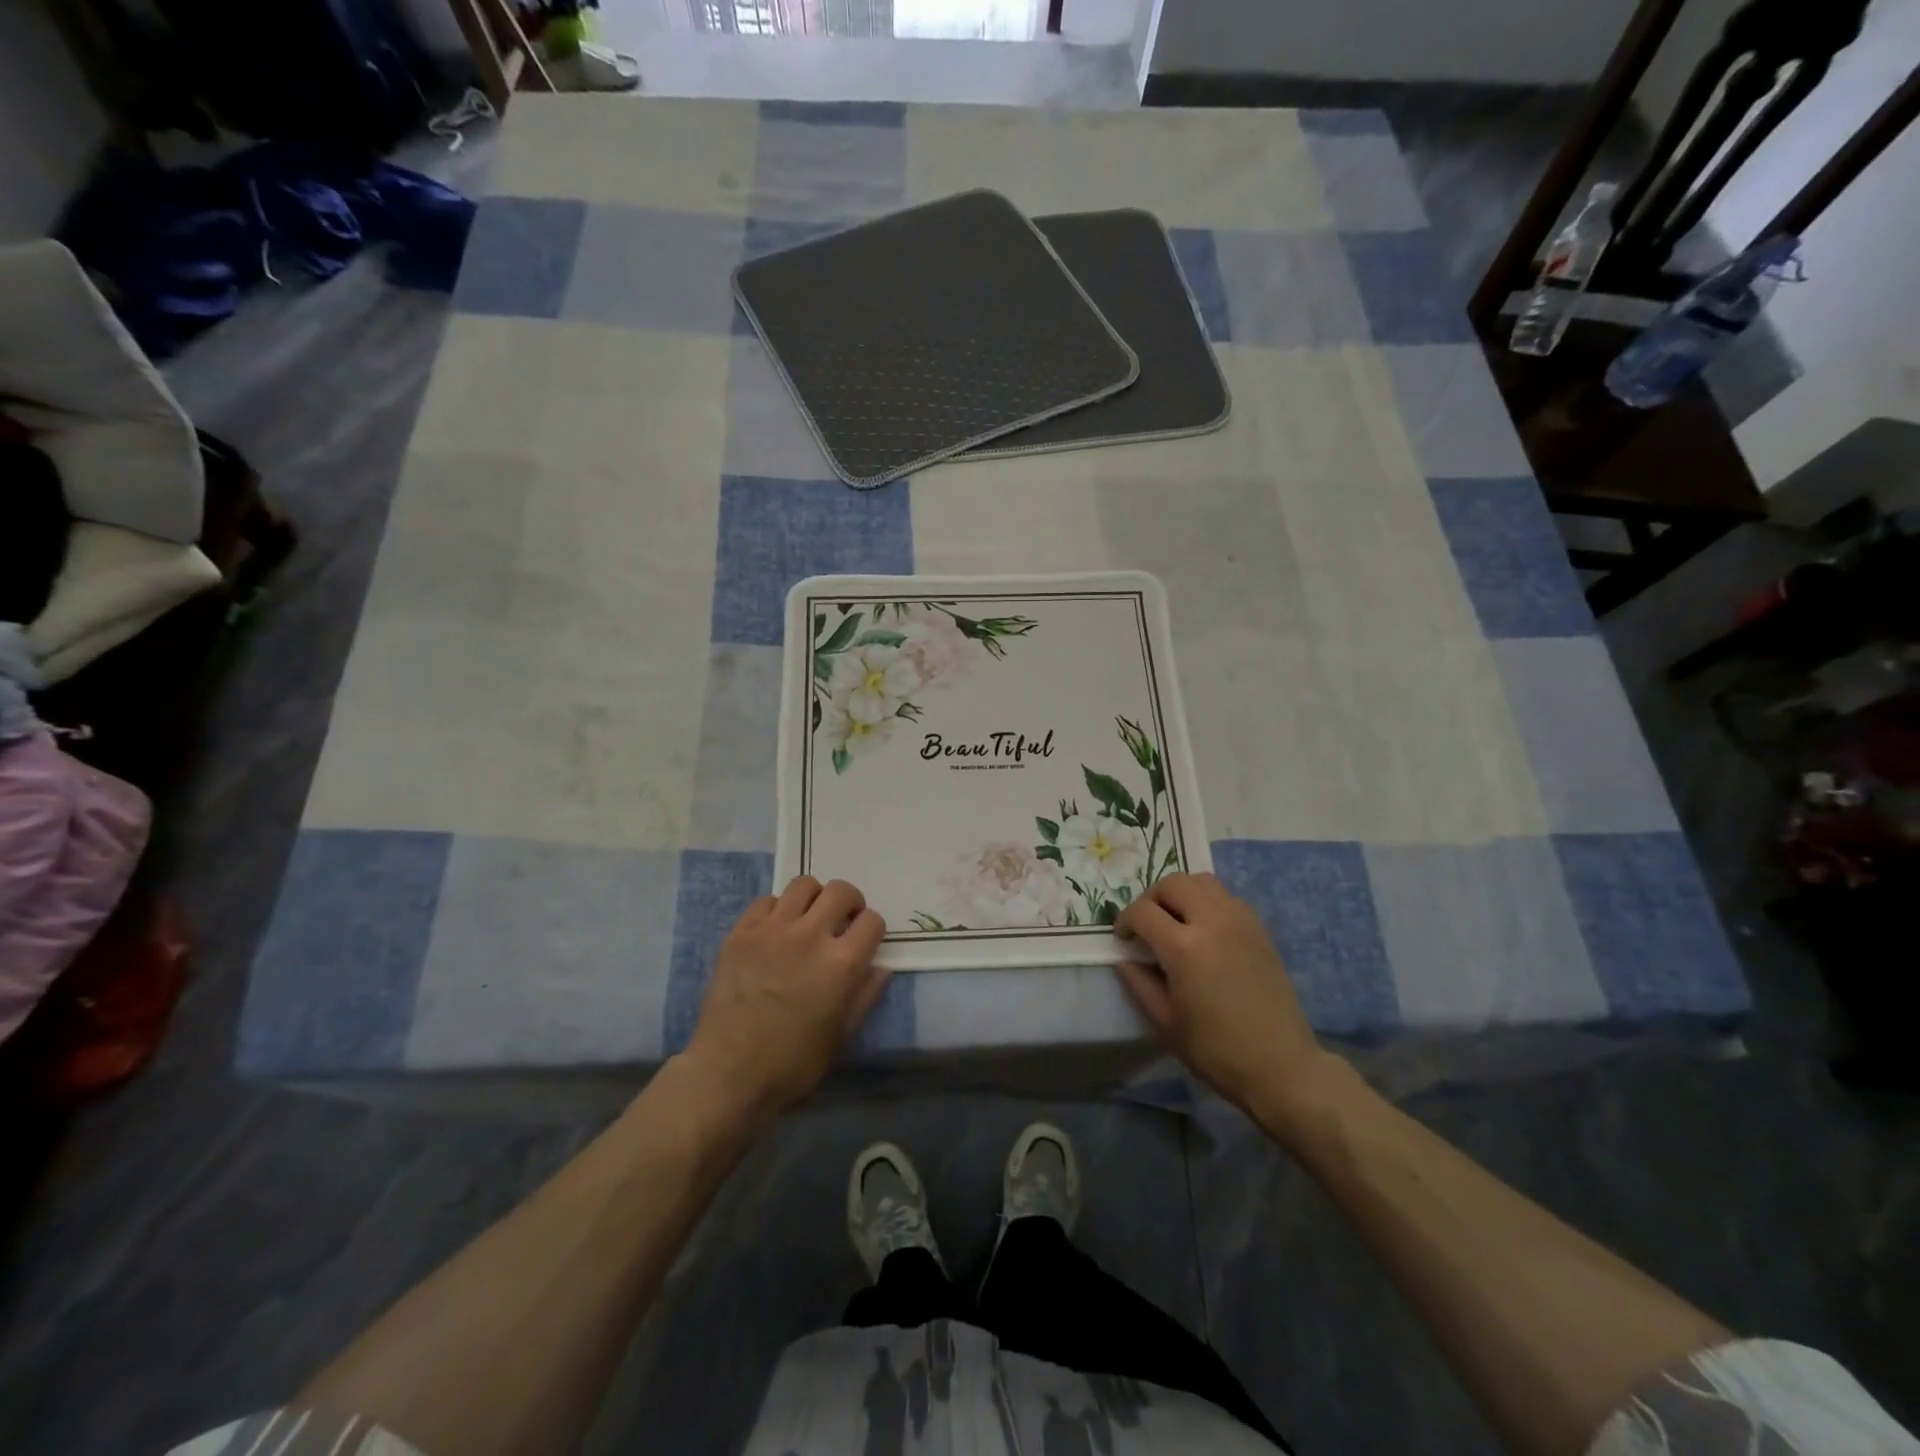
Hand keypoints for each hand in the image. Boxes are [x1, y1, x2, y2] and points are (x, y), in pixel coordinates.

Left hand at [684, 877, 890, 1121]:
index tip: (864, 941)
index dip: (872, 930)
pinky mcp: (742, 932)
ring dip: (814, 898)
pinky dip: (777, 910)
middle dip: (849, 903)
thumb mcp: (841, 1035)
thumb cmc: (792, 1063)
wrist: (728, 1073)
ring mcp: (773, 929)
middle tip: (841, 921)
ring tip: (808, 918)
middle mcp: (811, 935)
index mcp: (842, 963)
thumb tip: (881, 966)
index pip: (872, 921)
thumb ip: (866, 995)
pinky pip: (766, 900)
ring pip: (804, 885)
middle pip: (841, 891)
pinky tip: (774, 931)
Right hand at [1114, 873, 1335, 1127]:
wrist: (1281, 1065)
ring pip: (1202, 881)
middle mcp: (1212, 922)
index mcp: (1183, 947)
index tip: (1123, 939)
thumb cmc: (1216, 1050)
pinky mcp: (1260, 928)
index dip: (1125, 921)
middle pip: (1172, 883)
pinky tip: (1205, 930)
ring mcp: (1240, 921)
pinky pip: (1226, 896)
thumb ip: (1138, 983)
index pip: (1142, 911)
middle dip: (1151, 899)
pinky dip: (1207, 901)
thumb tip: (1125, 958)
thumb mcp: (1165, 1022)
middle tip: (1146, 925)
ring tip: (1175, 921)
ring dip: (1181, 893)